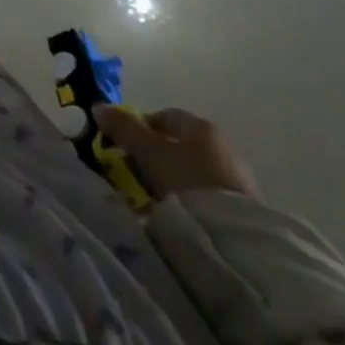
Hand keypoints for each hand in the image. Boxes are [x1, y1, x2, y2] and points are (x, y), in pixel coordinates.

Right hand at [93, 105, 259, 200]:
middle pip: (182, 145)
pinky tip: (180, 215)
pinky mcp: (245, 210)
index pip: (166, 117)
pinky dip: (192, 200)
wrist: (234, 238)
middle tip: (137, 173)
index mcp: (201, 127)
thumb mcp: (148, 152)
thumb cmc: (187, 181)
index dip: (142, 127)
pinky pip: (208, 196)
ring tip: (156, 199)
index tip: (125, 145)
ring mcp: (237, 179)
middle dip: (158, 155)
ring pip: (195, 171)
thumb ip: (124, 129)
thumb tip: (98, 107)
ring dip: (176, 179)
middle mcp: (223, 146)